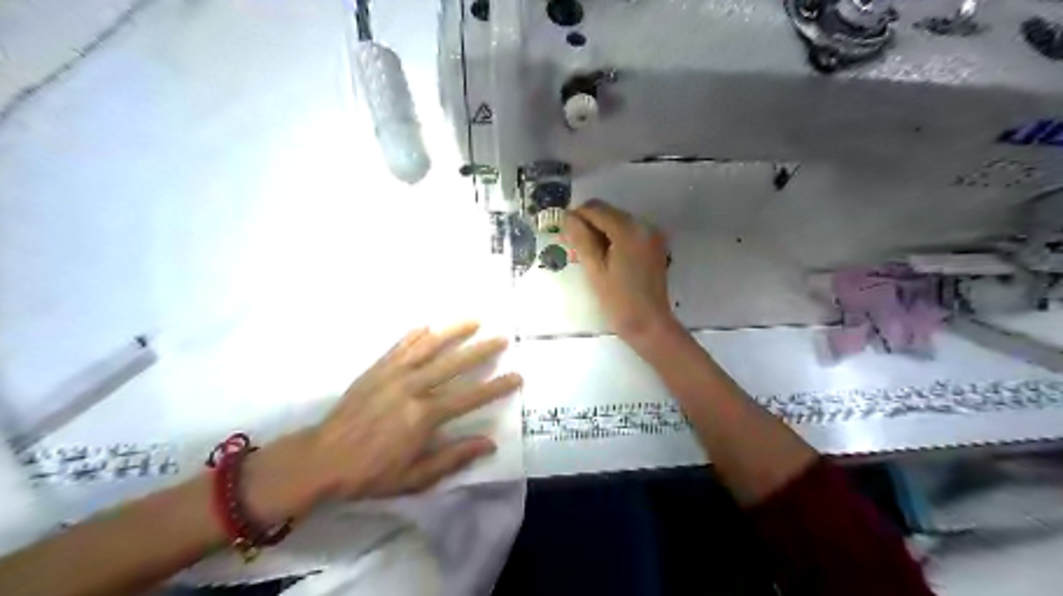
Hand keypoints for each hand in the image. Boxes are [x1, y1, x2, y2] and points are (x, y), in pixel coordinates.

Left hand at [303, 324, 519, 501]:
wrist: (320, 460)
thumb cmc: (370, 473)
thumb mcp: (415, 477)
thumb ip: (453, 458)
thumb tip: (489, 443)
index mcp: (424, 416)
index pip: (470, 397)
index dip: (496, 387)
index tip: (517, 376)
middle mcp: (412, 388)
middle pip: (454, 364)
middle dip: (481, 350)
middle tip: (502, 338)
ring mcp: (393, 374)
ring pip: (429, 347)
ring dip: (453, 332)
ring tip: (474, 320)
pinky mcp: (376, 370)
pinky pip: (400, 347)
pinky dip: (416, 335)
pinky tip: (428, 326)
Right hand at [558, 201, 674, 345]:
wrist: (649, 324)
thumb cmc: (618, 300)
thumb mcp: (594, 269)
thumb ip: (581, 239)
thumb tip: (567, 217)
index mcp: (628, 230)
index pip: (596, 209)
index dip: (576, 215)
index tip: (562, 228)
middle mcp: (644, 225)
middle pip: (609, 212)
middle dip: (589, 223)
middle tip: (572, 243)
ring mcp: (652, 235)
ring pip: (618, 221)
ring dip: (601, 230)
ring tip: (587, 252)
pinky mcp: (654, 246)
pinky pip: (629, 232)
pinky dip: (614, 237)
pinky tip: (606, 256)